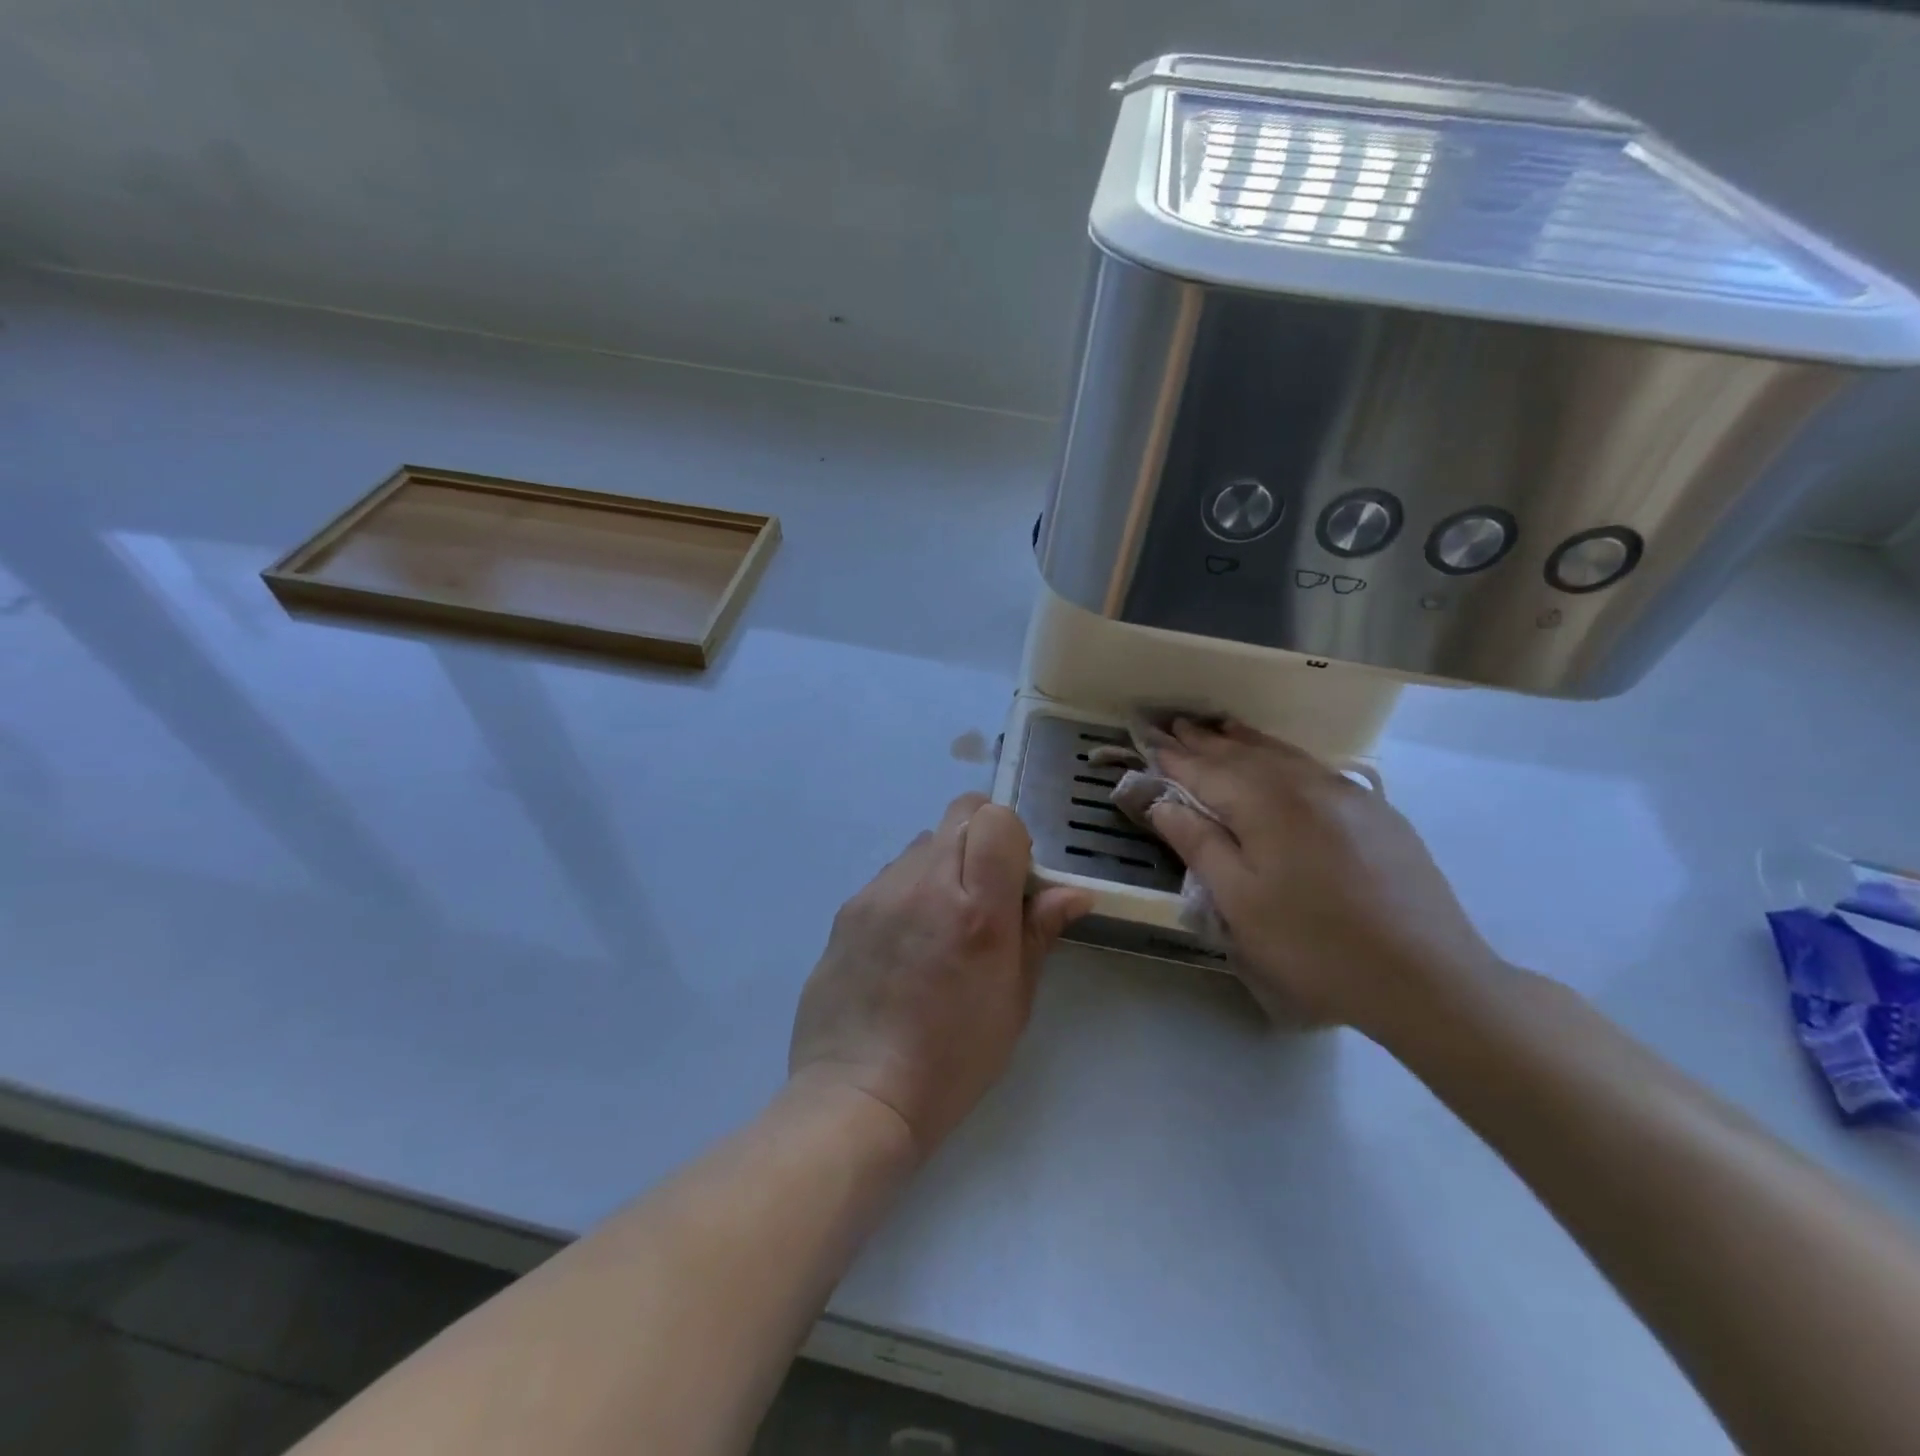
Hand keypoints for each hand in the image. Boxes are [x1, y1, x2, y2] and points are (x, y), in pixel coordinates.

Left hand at [788, 794, 1091, 1156]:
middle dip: (982, 836)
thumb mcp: (1014, 1002)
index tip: (1016, 878)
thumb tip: (1073, 893)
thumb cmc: (953, 1059)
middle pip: (960, 813)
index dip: (1013, 838)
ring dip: (943, 862)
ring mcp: (880, 891)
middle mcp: (925, 883)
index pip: (996, 819)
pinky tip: (906, 940)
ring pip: (923, 841)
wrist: (859, 1093)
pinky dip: (910, 888)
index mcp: (976, 909)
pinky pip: (891, 874)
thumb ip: (1039, 933)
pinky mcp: (848, 907)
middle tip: (985, 890)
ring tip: (941, 920)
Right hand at [1142, 719, 1500, 1030]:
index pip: (1208, 771)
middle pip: (1245, 754)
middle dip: (1206, 740)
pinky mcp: (1378, 812)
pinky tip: (1280, 759)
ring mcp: (1348, 795)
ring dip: (1246, 741)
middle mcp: (1306, 785)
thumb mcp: (1240, 902)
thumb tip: (1163, 803)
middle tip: (1175, 723)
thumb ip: (1199, 844)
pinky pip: (1315, 769)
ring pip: (1284, 755)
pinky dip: (1284, 756)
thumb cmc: (1314, 946)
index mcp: (1267, 805)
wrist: (1427, 979)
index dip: (1175, 758)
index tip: (1149, 739)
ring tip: (1220, 726)